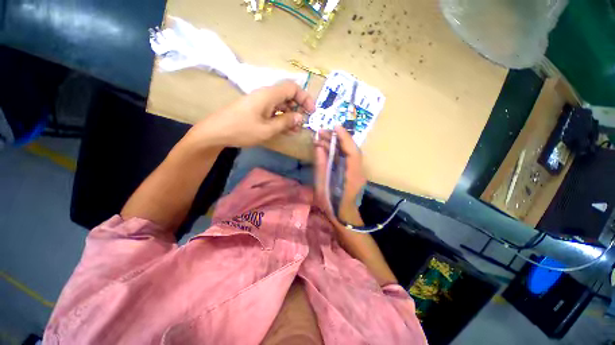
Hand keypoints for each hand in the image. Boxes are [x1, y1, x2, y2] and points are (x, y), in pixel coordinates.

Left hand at [191, 81, 314, 146]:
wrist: (215, 132)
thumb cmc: (242, 130)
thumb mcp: (267, 129)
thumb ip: (285, 122)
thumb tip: (300, 117)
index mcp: (268, 95)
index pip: (292, 88)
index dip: (304, 98)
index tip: (311, 112)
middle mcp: (265, 95)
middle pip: (288, 96)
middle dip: (298, 109)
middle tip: (303, 124)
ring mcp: (260, 103)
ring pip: (281, 105)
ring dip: (290, 116)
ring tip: (295, 130)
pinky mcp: (256, 110)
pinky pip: (273, 111)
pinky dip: (281, 119)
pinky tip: (285, 130)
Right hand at [313, 126, 366, 216]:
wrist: (344, 217)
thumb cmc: (332, 205)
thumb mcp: (322, 187)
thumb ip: (321, 166)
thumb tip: (319, 147)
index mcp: (352, 176)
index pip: (352, 151)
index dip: (345, 138)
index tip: (335, 126)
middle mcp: (358, 171)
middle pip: (351, 149)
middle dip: (337, 138)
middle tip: (321, 132)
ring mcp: (357, 172)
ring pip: (348, 152)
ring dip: (336, 143)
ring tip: (321, 138)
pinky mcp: (352, 173)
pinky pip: (346, 158)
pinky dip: (337, 150)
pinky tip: (326, 148)